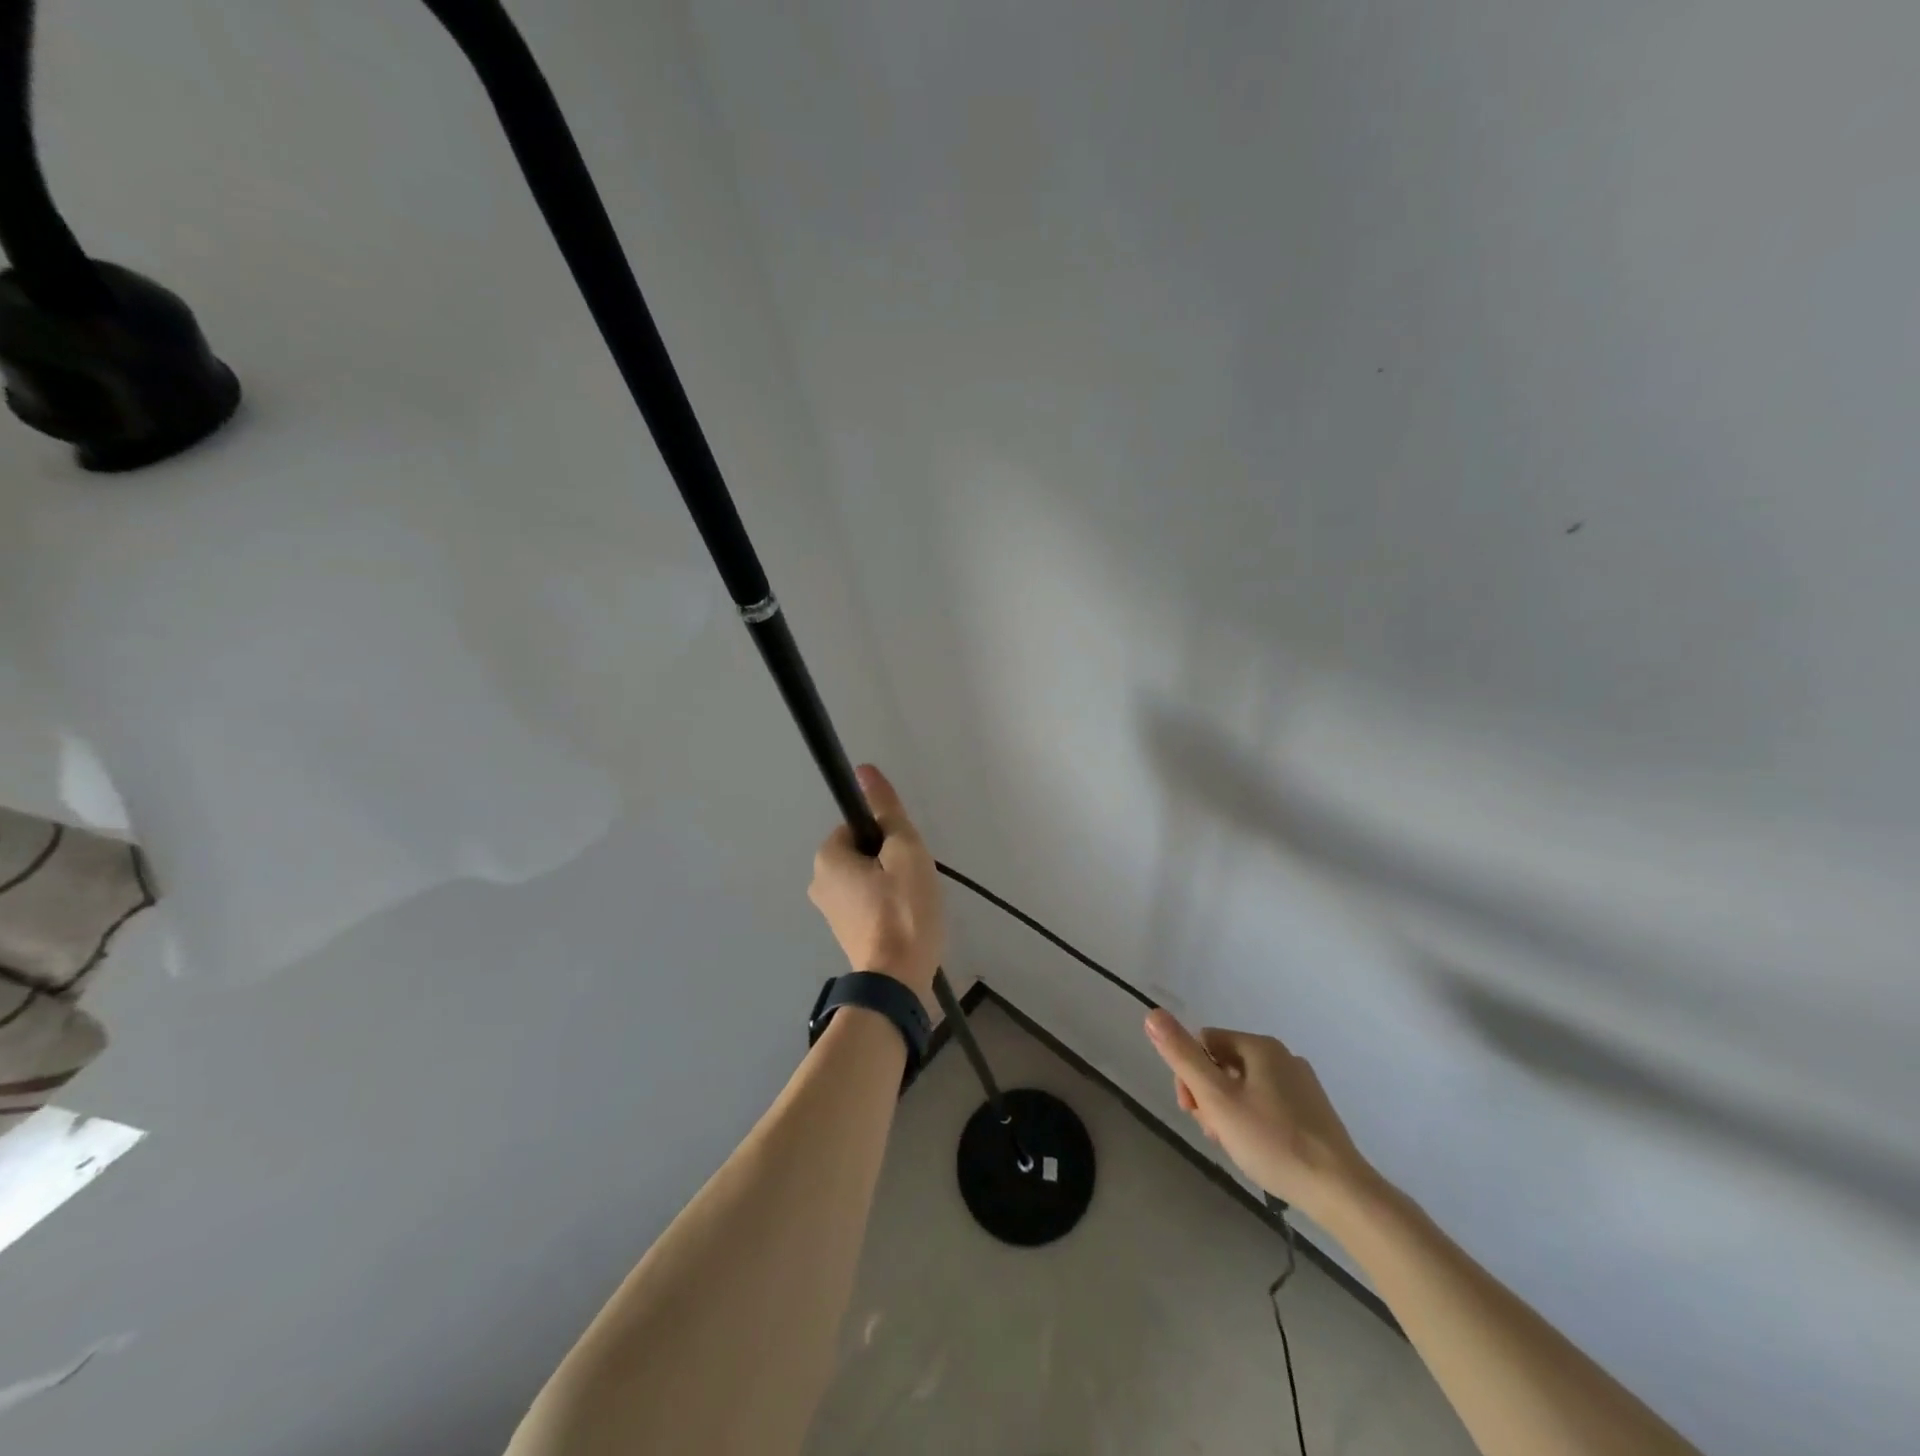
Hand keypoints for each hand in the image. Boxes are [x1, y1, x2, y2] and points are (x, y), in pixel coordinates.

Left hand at [808, 765, 945, 1013]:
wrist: (897, 980)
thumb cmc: (903, 909)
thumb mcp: (904, 850)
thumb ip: (886, 810)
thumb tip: (864, 770)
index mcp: (826, 858)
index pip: (860, 826)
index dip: (889, 836)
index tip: (906, 858)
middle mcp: (818, 882)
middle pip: (864, 852)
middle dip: (891, 861)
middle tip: (913, 881)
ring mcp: (830, 911)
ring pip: (868, 877)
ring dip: (891, 883)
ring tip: (912, 904)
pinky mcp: (844, 932)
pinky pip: (868, 902)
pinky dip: (887, 905)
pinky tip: (905, 920)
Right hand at [1145, 1010, 1379, 1223]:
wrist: (1339, 1191)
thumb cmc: (1271, 1140)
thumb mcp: (1216, 1098)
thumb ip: (1182, 1055)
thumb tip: (1152, 1013)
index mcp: (1260, 1046)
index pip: (1204, 1043)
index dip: (1189, 1075)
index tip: (1194, 1111)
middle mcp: (1283, 1056)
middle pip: (1224, 1065)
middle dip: (1209, 1096)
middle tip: (1214, 1133)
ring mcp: (1302, 1085)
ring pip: (1245, 1088)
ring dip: (1228, 1112)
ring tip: (1235, 1146)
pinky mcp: (1314, 1113)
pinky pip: (1269, 1105)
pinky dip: (1254, 1122)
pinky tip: (1258, 1151)